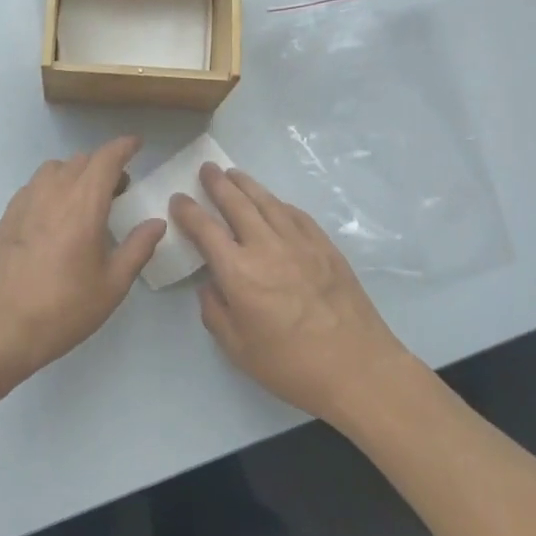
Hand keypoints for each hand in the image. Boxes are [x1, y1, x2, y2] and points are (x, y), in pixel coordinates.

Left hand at [0, 136, 165, 391]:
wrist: (3, 327)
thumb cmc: (65, 308)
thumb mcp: (112, 284)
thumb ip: (138, 248)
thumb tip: (156, 223)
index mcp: (84, 204)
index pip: (106, 159)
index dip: (123, 147)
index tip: (136, 145)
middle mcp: (53, 192)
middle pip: (81, 161)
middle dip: (103, 166)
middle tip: (119, 189)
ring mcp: (25, 202)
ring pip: (55, 169)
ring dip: (75, 174)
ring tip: (86, 201)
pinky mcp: (7, 216)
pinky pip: (35, 186)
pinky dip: (52, 188)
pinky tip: (56, 216)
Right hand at [169, 163, 409, 426]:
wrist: (357, 367)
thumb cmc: (290, 365)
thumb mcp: (237, 349)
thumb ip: (215, 312)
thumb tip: (211, 285)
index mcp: (238, 272)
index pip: (205, 229)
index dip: (188, 210)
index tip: (179, 198)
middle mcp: (266, 247)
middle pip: (237, 203)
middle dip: (217, 183)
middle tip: (207, 169)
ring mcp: (299, 242)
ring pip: (267, 202)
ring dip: (247, 184)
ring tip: (234, 174)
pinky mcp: (325, 246)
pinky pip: (296, 214)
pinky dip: (278, 203)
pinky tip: (273, 202)